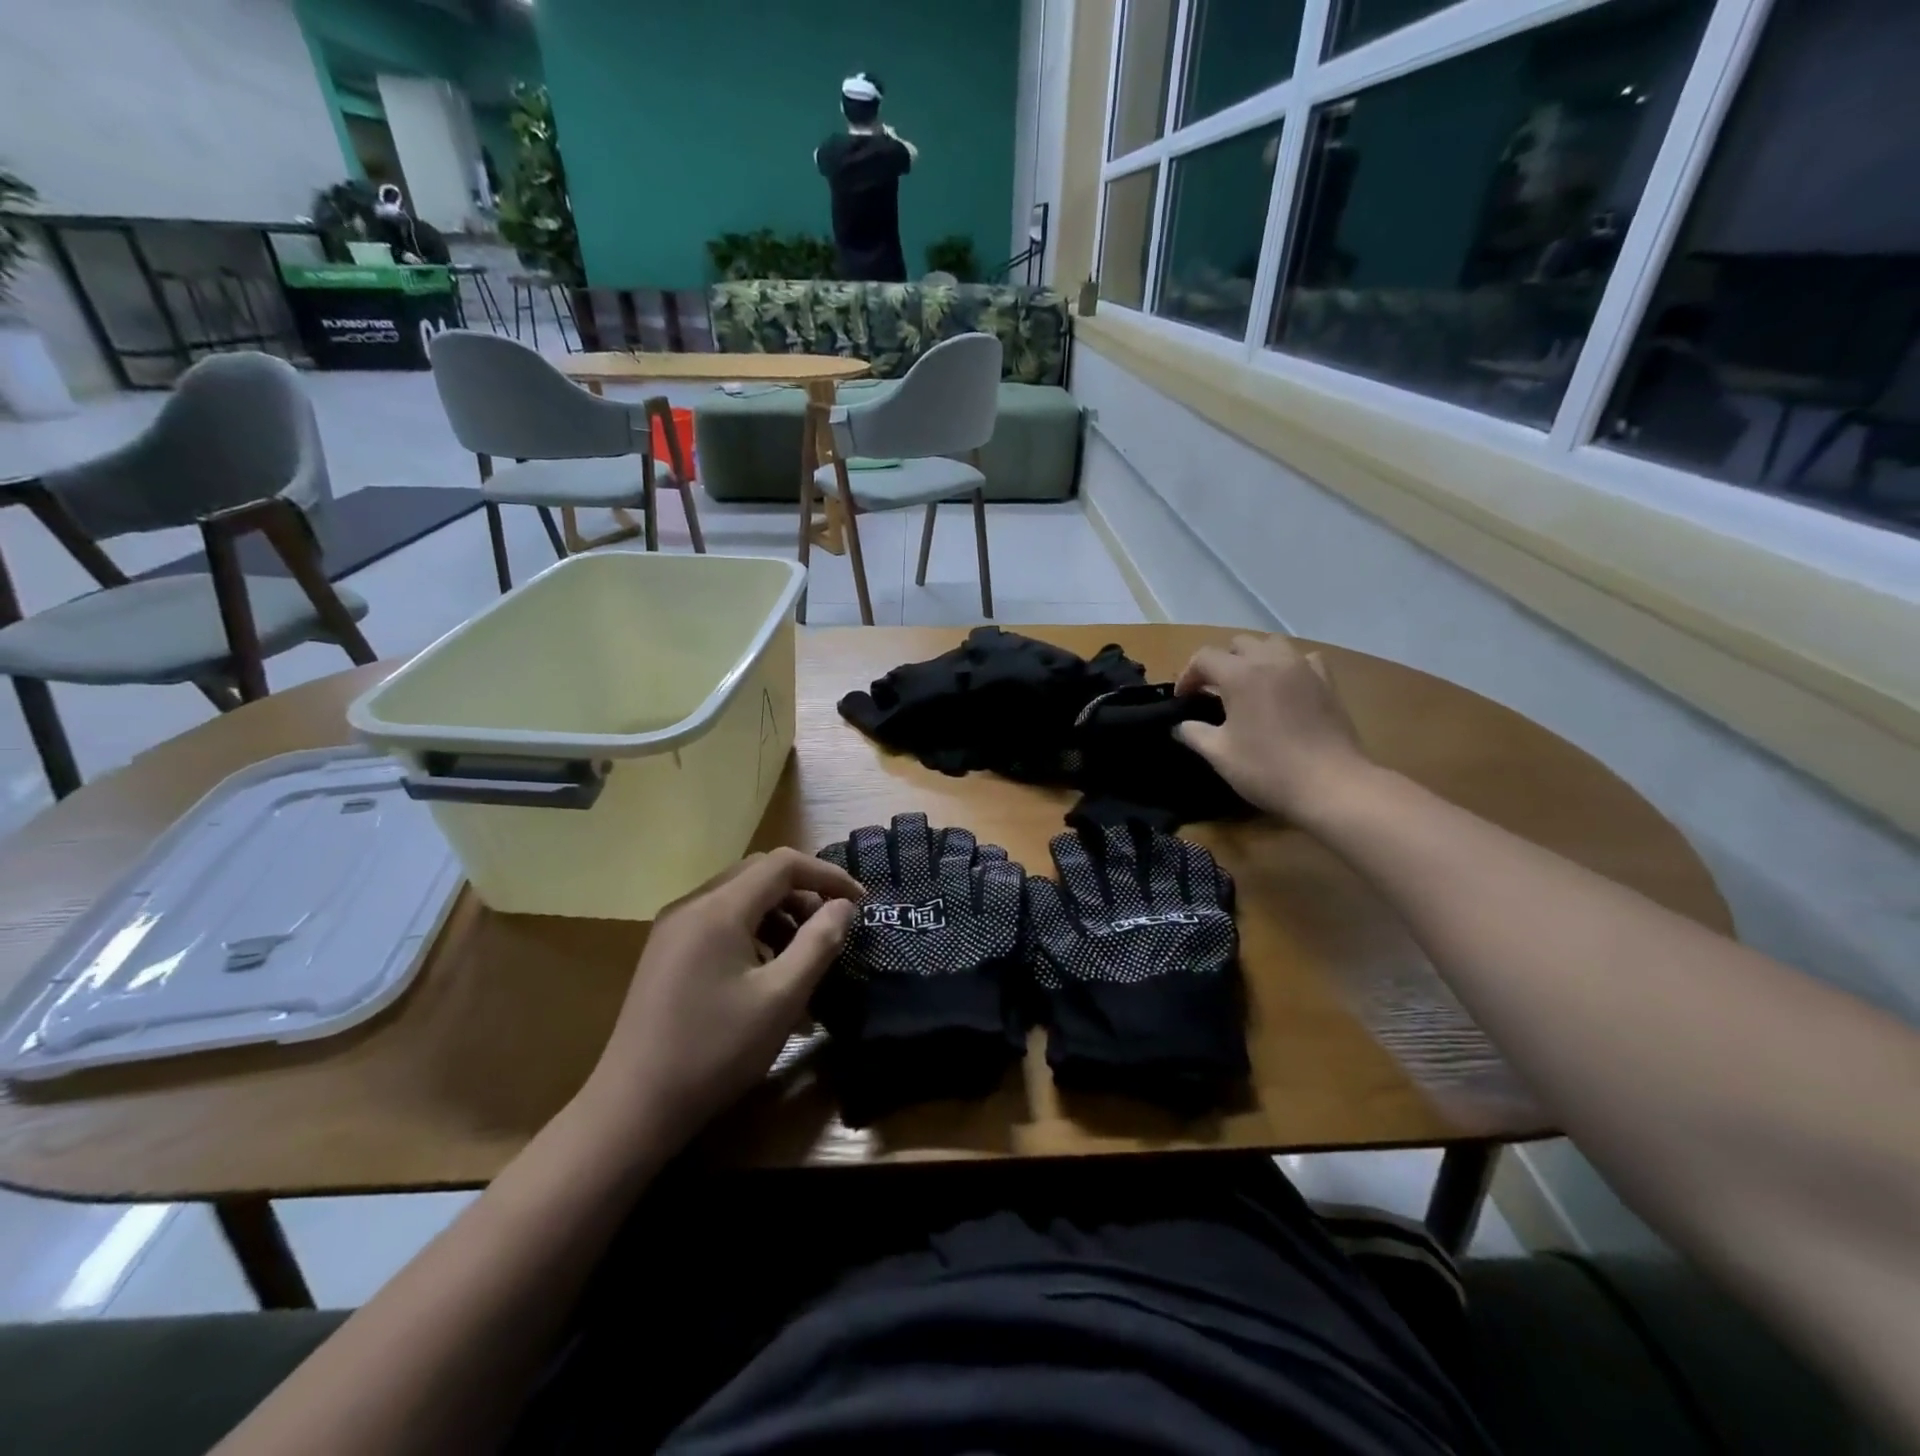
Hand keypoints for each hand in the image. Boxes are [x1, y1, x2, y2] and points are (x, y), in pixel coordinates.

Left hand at [577, 849, 862, 1154]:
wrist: (633, 1108)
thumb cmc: (715, 1052)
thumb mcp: (781, 998)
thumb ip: (819, 943)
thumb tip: (844, 907)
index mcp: (718, 909)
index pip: (782, 864)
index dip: (827, 875)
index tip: (859, 902)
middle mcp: (691, 905)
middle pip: (759, 874)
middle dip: (804, 893)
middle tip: (833, 926)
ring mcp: (673, 928)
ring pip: (739, 897)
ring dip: (779, 914)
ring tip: (804, 955)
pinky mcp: (666, 952)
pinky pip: (719, 921)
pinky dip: (753, 931)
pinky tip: (766, 972)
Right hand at [1173, 634, 1371, 820]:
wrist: (1331, 785)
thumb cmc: (1267, 768)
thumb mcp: (1219, 755)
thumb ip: (1194, 734)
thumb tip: (1180, 726)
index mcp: (1240, 675)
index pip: (1204, 657)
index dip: (1188, 675)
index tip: (1183, 699)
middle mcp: (1272, 661)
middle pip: (1239, 643)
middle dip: (1221, 662)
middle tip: (1213, 690)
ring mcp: (1303, 669)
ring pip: (1273, 644)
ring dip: (1255, 657)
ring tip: (1249, 683)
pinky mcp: (1327, 683)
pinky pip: (1304, 659)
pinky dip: (1288, 666)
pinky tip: (1286, 687)